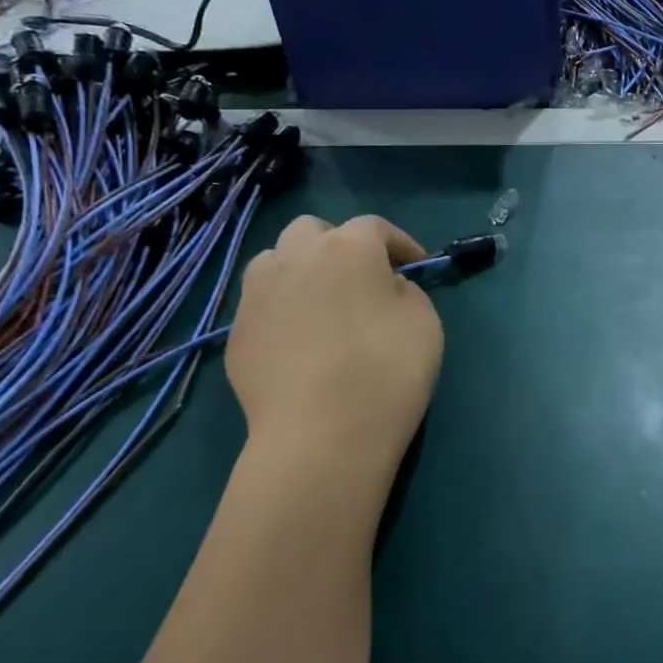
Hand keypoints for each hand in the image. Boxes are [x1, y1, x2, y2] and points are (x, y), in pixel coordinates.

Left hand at [227, 214, 444, 459]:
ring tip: (321, 303)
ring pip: (276, 259)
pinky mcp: (236, 331)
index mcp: (348, 248)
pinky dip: (283, 309)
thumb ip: (407, 292)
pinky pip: (262, 304)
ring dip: (301, 268)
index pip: (375, 227)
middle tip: (362, 278)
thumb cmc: (386, 373)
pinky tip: (300, 343)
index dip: (400, 243)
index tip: (417, 266)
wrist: (320, 436)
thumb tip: (384, 289)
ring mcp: (257, 293)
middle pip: (314, 230)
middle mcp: (295, 256)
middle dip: (339, 244)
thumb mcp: (426, 323)